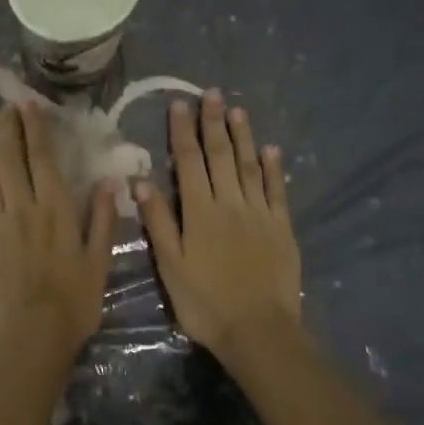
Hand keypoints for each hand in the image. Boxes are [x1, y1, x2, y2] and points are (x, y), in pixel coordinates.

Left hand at [0, 103, 117, 368]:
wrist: (31, 336)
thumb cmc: (73, 301)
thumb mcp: (99, 261)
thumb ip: (102, 219)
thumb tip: (108, 182)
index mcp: (55, 209)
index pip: (42, 158)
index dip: (34, 128)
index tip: (29, 106)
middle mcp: (22, 206)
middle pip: (9, 157)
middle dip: (6, 128)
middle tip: (5, 108)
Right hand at [135, 91, 301, 368]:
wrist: (258, 331)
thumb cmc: (205, 303)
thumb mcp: (170, 266)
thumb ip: (158, 222)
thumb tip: (141, 182)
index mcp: (199, 212)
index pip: (188, 162)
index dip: (182, 132)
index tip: (180, 104)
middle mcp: (230, 204)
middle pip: (221, 156)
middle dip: (214, 123)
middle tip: (211, 93)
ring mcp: (260, 214)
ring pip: (249, 166)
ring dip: (243, 136)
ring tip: (237, 110)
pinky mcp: (282, 228)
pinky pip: (277, 191)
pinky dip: (273, 168)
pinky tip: (271, 150)